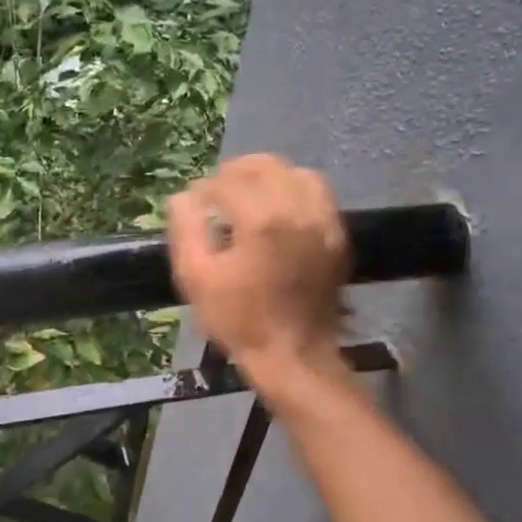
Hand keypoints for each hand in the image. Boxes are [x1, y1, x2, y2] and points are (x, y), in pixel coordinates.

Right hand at [167, 154, 350, 402]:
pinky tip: (279, 212)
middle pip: (267, 166)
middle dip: (237, 172)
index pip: (228, 182)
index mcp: (262, 220)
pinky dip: (295, 192)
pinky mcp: (338, 236)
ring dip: (269, 177)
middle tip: (218, 192)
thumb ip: (187, 230)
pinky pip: (319, 195)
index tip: (193, 203)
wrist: (294, 356)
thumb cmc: (240, 320)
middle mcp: (298, 210)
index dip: (205, 189)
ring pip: (297, 174)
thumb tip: (183, 198)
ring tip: (249, 196)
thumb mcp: (197, 279)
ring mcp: (324, 222)